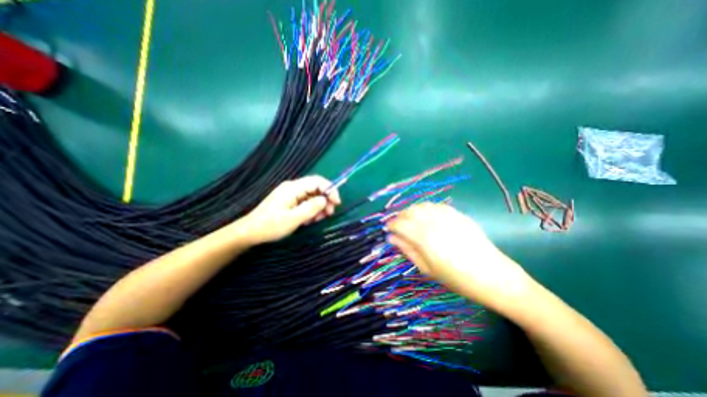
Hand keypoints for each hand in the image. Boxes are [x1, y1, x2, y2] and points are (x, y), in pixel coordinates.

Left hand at [236, 177, 340, 243]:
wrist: (250, 232)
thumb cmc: (271, 226)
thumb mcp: (293, 219)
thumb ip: (311, 208)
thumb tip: (325, 200)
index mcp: (293, 188)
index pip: (317, 181)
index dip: (330, 189)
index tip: (337, 203)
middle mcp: (293, 188)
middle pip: (316, 188)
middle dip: (325, 200)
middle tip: (329, 214)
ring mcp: (291, 194)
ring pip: (312, 196)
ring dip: (319, 207)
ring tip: (318, 219)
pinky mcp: (290, 201)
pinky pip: (306, 202)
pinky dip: (311, 210)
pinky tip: (310, 220)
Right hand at [387, 204, 535, 313]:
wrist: (493, 276)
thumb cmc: (457, 278)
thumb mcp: (427, 269)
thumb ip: (408, 250)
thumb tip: (392, 238)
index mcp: (424, 238)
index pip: (400, 224)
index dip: (391, 225)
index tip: (388, 229)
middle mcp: (434, 222)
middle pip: (409, 211)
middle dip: (399, 216)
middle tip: (398, 226)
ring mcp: (447, 216)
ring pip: (421, 205)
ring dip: (411, 211)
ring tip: (410, 221)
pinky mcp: (457, 214)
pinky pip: (436, 205)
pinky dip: (426, 208)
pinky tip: (426, 216)